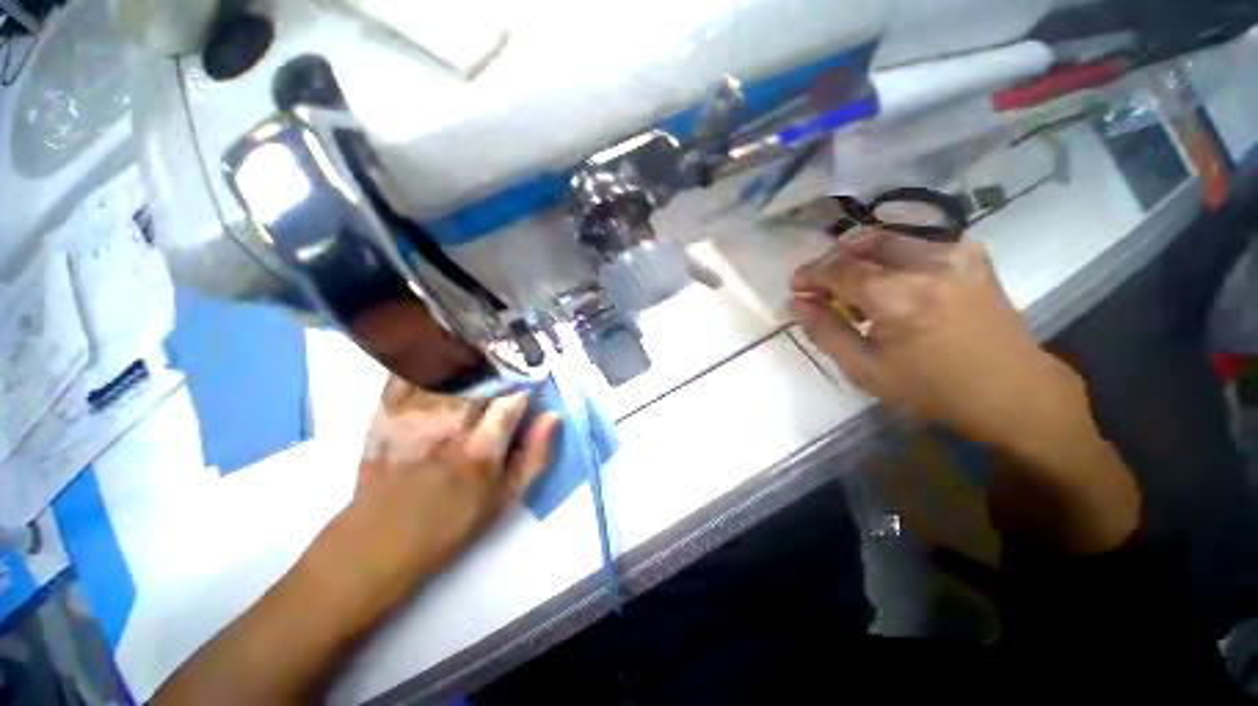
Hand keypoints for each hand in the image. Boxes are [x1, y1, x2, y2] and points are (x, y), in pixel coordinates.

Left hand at [153, 380, 559, 704]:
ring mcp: (414, 418)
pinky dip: (426, 357)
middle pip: (481, 378)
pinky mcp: (386, 414)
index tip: (533, 378)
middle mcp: (449, 428)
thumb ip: (535, 456)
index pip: (512, 399)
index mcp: (482, 451)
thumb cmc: (452, 522)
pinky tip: (440, 348)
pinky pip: (409, 373)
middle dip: (501, 361)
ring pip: (448, 370)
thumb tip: (551, 416)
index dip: (527, 383)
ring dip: (469, 353)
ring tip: (482, 342)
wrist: (378, 541)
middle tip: (511, 353)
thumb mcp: (506, 499)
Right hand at [790, 229, 1090, 460]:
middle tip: (819, 285)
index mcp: (900, 297)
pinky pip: (913, 243)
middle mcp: (930, 263)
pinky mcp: (970, 252)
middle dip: (832, 260)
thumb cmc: (931, 388)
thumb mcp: (864, 369)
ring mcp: (956, 252)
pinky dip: (886, 257)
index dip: (811, 274)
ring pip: (887, 238)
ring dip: (857, 257)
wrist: (1011, 389)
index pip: (840, 268)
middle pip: (862, 243)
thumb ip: (824, 331)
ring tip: (849, 286)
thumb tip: (797, 302)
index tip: (796, 287)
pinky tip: (884, 282)